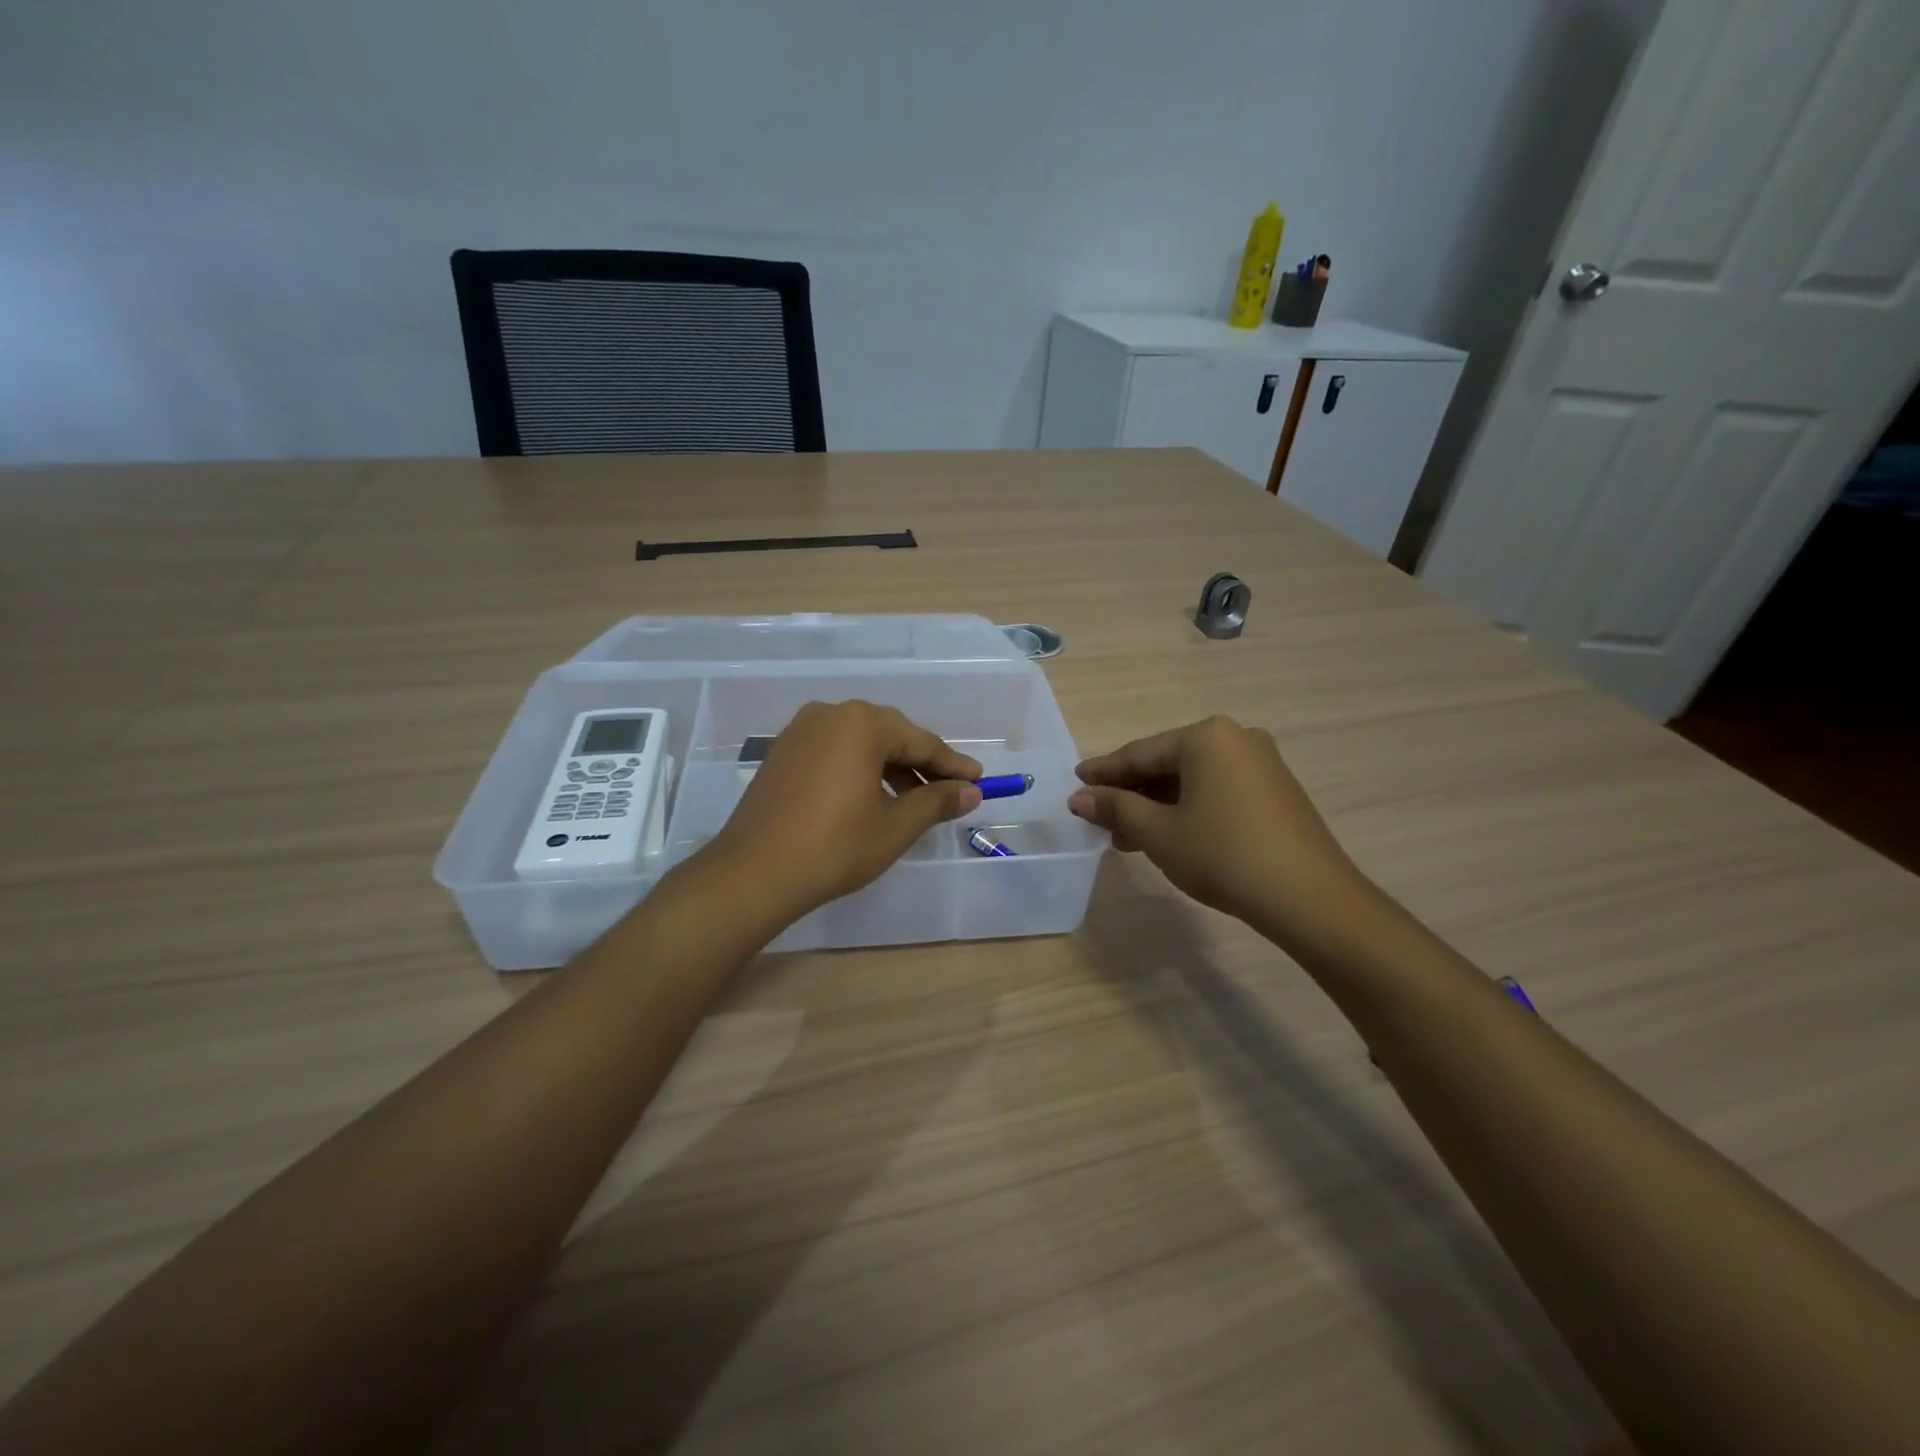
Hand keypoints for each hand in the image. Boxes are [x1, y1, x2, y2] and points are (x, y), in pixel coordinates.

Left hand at [705, 701, 982, 924]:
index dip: (952, 765)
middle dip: (921, 764)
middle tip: (949, 791)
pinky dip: (859, 769)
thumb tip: (970, 791)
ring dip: (890, 768)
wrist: (754, 873)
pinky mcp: (783, 752)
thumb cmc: (835, 847)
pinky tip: (870, 797)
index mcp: (862, 723)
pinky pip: (834, 752)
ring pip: (860, 743)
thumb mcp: (895, 826)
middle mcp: (830, 714)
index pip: (921, 741)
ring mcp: (801, 731)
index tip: (978, 781)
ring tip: (912, 802)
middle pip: (890, 735)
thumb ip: (936, 802)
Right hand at [1067, 716, 1370, 940]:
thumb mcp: (1159, 832)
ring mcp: (1261, 764)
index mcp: (1206, 737)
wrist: (1309, 898)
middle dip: (1131, 793)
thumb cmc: (1223, 855)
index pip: (1140, 753)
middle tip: (1099, 816)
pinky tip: (1169, 836)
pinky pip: (1217, 791)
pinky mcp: (1276, 791)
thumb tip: (1079, 797)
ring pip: (1192, 780)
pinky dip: (1188, 809)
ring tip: (1128, 837)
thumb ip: (1115, 808)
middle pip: (1167, 763)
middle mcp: (1236, 738)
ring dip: (1157, 805)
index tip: (1075, 783)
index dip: (1104, 772)